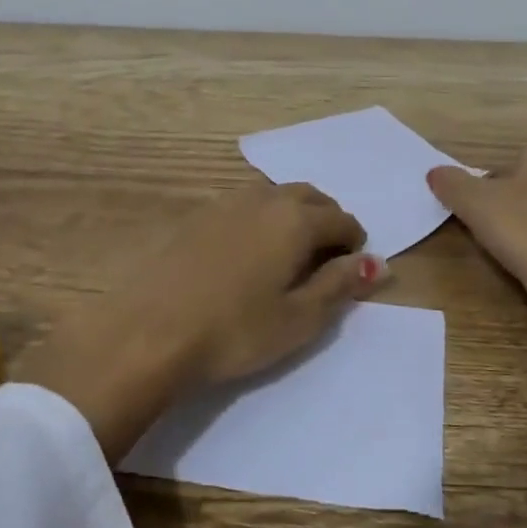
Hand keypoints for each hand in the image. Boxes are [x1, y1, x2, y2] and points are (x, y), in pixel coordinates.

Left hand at [24, 184, 387, 460]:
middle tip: (326, 259)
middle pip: (310, 197)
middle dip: (327, 221)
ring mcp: (224, 203)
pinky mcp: (195, 216)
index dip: (355, 243)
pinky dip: (261, 218)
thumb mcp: (299, 319)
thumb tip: (377, 264)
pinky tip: (249, 251)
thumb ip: (340, 285)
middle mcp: (262, 199)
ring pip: (274, 195)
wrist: (149, 332)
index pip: (341, 220)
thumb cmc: (234, 332)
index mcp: (295, 220)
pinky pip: (243, 205)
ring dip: (293, 214)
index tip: (351, 270)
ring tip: (290, 253)